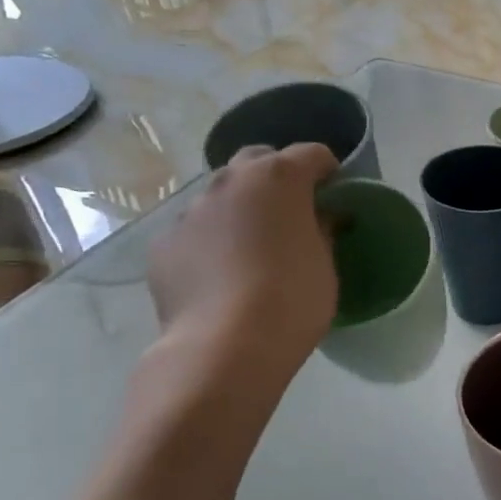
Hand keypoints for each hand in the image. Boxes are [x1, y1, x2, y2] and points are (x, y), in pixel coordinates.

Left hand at [148, 143, 339, 387]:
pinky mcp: (164, 244)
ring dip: (240, 210)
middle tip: (292, 213)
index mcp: (278, 179)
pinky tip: (221, 277)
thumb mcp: (326, 264)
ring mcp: (190, 211)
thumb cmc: (293, 299)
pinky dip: (210, 243)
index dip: (328, 171)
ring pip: (221, 196)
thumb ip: (323, 230)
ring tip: (252, 250)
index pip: (312, 153)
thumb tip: (321, 217)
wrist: (226, 346)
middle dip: (277, 177)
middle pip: (258, 160)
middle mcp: (229, 182)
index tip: (337, 195)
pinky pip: (195, 232)